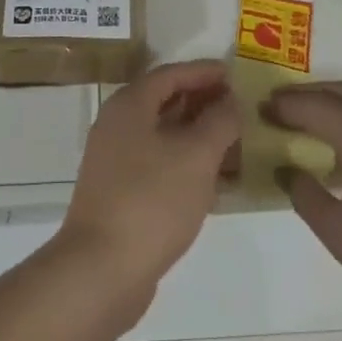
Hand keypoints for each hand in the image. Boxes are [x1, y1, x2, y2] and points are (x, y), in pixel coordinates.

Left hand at [59, 60, 241, 297]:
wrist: (101, 269)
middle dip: (203, 103)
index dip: (204, 71)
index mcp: (130, 105)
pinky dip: (187, 164)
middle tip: (240, 108)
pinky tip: (216, 182)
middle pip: (165, 102)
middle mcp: (118, 125)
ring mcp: (116, 161)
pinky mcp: (121, 193)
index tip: (235, 74)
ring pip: (164, 136)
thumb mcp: (196, 155)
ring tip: (236, 144)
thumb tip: (230, 101)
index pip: (171, 74)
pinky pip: (160, 164)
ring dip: (198, 136)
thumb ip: (219, 122)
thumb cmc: (151, 200)